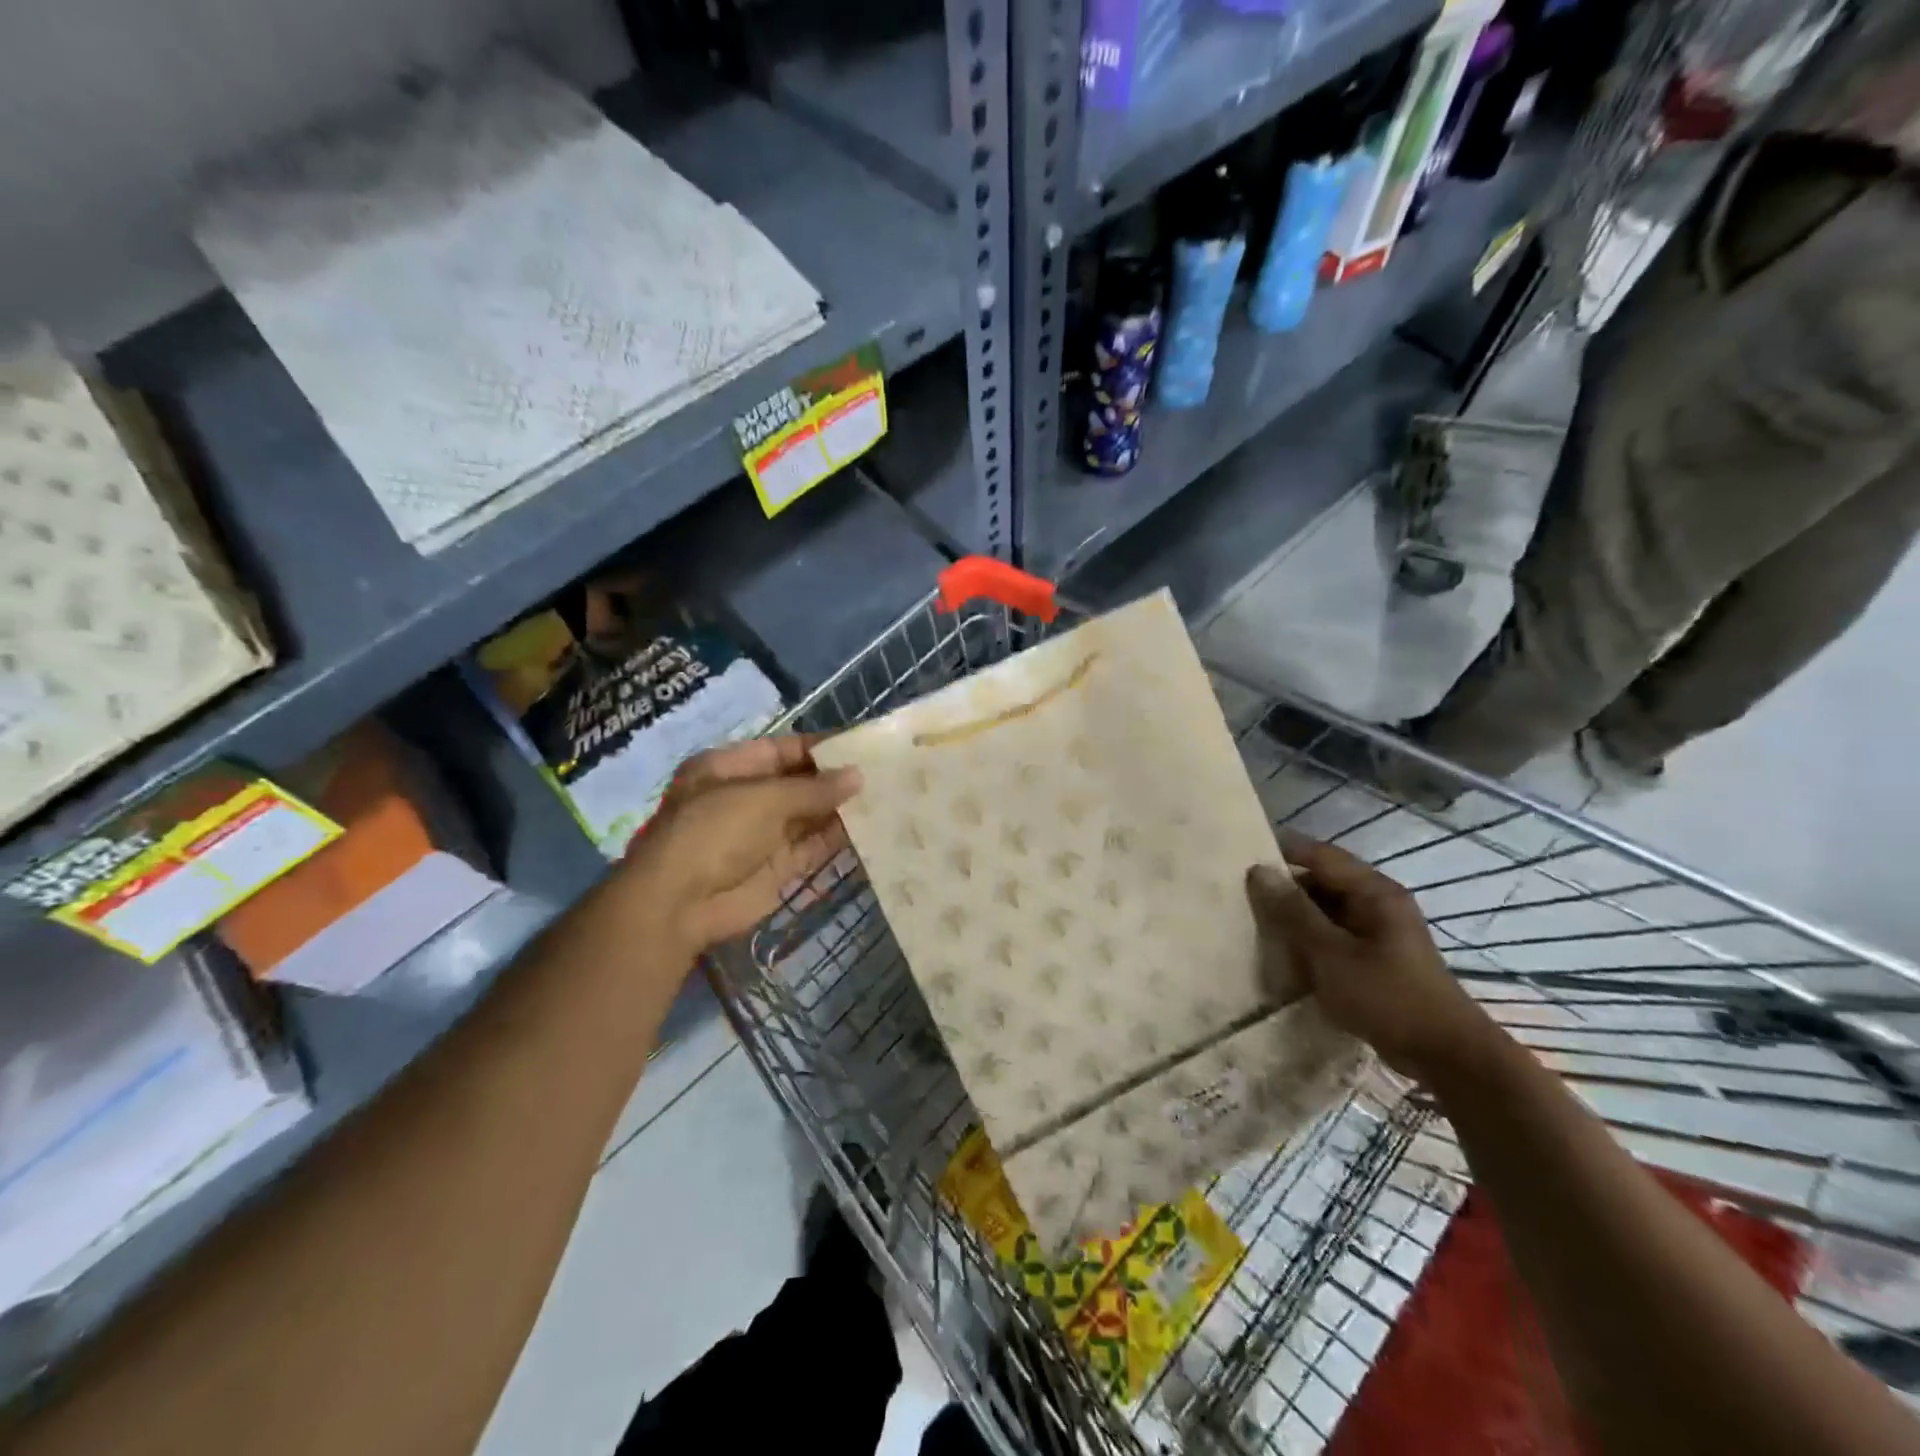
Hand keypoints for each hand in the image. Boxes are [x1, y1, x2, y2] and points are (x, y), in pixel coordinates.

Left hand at [621, 736, 861, 958]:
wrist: (680, 904)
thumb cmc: (715, 832)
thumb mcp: (764, 798)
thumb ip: (814, 789)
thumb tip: (857, 776)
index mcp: (729, 768)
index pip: (781, 749)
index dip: (819, 747)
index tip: (860, 745)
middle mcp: (745, 798)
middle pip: (797, 783)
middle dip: (834, 779)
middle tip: (882, 772)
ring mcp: (761, 835)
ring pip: (808, 816)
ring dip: (840, 809)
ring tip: (885, 797)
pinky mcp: (776, 869)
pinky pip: (812, 848)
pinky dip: (837, 840)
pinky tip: (870, 828)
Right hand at [1245, 831, 1495, 1083]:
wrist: (1445, 1055)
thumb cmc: (1387, 996)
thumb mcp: (1330, 953)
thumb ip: (1293, 911)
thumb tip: (1258, 871)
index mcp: (1374, 891)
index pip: (1319, 855)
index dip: (1281, 852)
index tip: (1239, 857)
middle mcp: (1378, 902)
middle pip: (1322, 880)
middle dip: (1283, 886)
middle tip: (1239, 893)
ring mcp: (1378, 930)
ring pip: (1325, 909)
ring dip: (1294, 915)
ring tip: (1253, 920)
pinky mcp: (1375, 957)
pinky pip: (1333, 934)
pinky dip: (1309, 937)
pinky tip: (1282, 951)